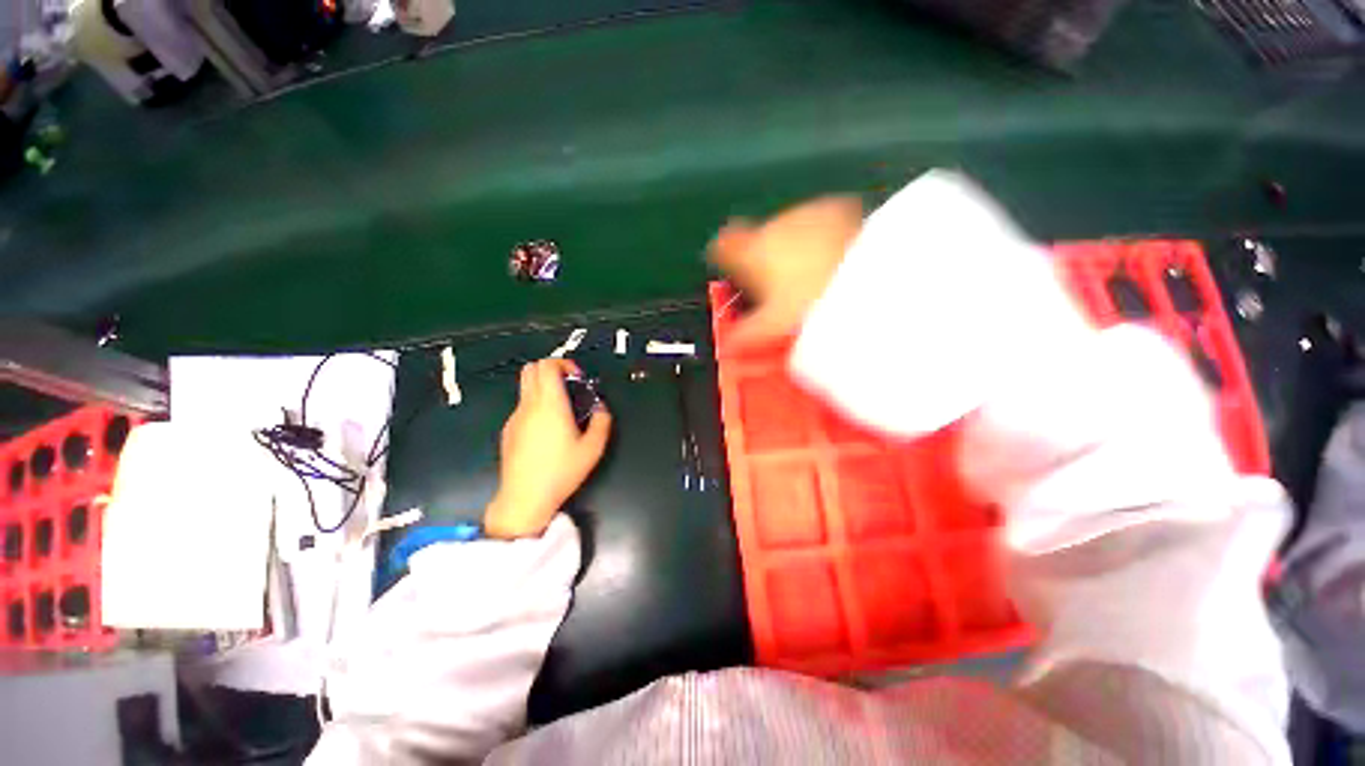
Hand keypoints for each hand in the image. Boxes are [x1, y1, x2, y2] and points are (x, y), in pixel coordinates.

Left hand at [484, 359, 611, 538]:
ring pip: (525, 387)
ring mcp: (515, 417)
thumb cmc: (561, 471)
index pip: (547, 365)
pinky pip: (522, 406)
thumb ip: (602, 422)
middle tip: (569, 386)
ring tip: (561, 410)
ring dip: (543, 387)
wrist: (524, 497)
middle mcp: (529, 405)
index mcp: (550, 404)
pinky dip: (535, 405)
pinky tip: (546, 430)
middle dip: (550, 369)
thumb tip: (601, 408)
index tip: (577, 378)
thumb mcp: (593, 448)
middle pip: (530, 368)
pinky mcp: (508, 430)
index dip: (563, 363)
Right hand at [708, 196, 863, 347]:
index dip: (725, 258)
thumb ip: (744, 336)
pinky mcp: (837, 207)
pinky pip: (821, 222)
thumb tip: (727, 348)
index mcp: (750, 252)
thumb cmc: (808, 304)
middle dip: (764, 258)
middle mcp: (772, 225)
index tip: (734, 273)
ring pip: (790, 230)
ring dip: (795, 247)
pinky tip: (839, 259)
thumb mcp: (771, 328)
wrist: (868, 277)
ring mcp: (805, 213)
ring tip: (816, 276)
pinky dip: (823, 237)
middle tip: (782, 289)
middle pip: (758, 239)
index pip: (722, 246)